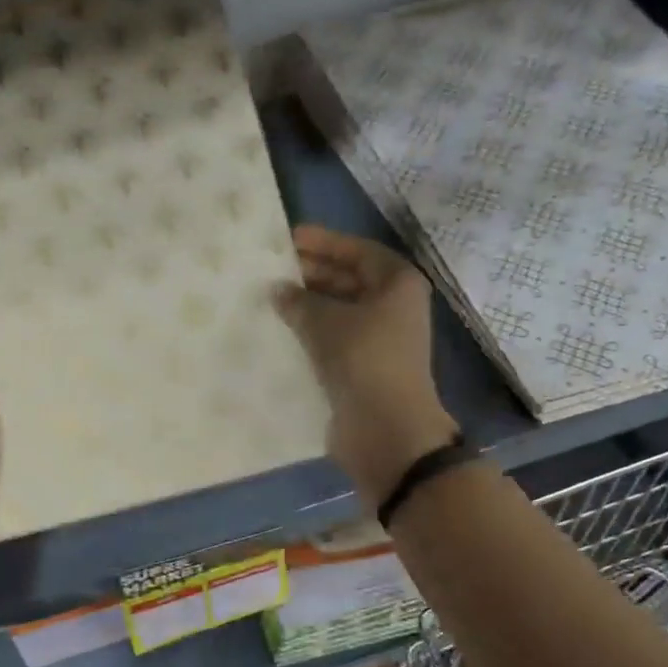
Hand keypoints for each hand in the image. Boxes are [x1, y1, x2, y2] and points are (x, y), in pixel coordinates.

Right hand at [274, 225, 458, 504]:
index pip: (357, 251)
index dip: (323, 242)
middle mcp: (393, 307)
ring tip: (270, 299)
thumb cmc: (363, 359)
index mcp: (397, 283)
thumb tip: (277, 290)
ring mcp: (379, 339)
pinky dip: (311, 334)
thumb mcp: (326, 321)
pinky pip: (334, 339)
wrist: (385, 428)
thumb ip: (299, 301)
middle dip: (312, 274)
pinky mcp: (363, 367)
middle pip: (349, 279)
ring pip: (339, 311)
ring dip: (307, 306)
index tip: (289, 239)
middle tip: (272, 269)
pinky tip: (281, 332)